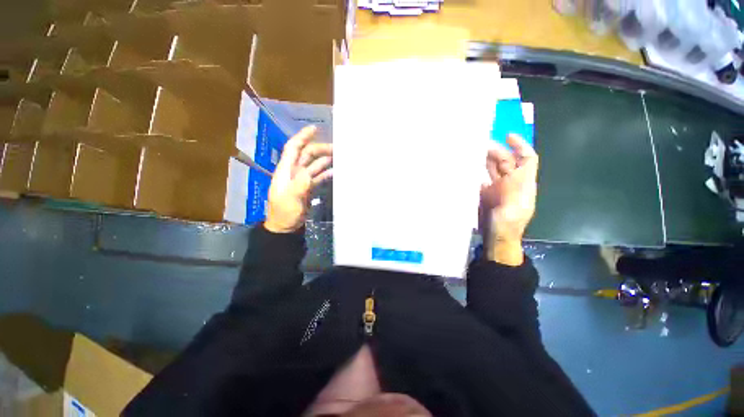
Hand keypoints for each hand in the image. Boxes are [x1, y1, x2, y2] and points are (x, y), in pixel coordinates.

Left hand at [264, 126, 332, 233]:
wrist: (286, 227)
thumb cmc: (284, 213)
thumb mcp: (291, 199)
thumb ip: (300, 184)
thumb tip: (310, 171)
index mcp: (285, 170)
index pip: (293, 148)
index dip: (302, 137)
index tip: (315, 129)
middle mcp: (294, 171)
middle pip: (307, 155)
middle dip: (320, 149)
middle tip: (337, 149)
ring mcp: (302, 180)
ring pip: (314, 165)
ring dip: (325, 160)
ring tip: (340, 157)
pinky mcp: (308, 188)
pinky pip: (318, 176)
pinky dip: (326, 173)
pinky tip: (336, 172)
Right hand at [480, 134, 538, 264]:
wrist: (496, 239)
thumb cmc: (507, 226)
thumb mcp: (512, 208)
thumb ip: (512, 190)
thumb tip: (506, 170)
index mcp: (523, 184)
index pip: (527, 159)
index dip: (520, 146)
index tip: (507, 136)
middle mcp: (511, 184)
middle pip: (506, 162)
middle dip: (496, 151)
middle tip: (479, 145)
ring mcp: (497, 189)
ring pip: (493, 169)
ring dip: (484, 160)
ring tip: (471, 152)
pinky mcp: (485, 195)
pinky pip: (481, 179)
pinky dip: (475, 173)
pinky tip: (466, 169)